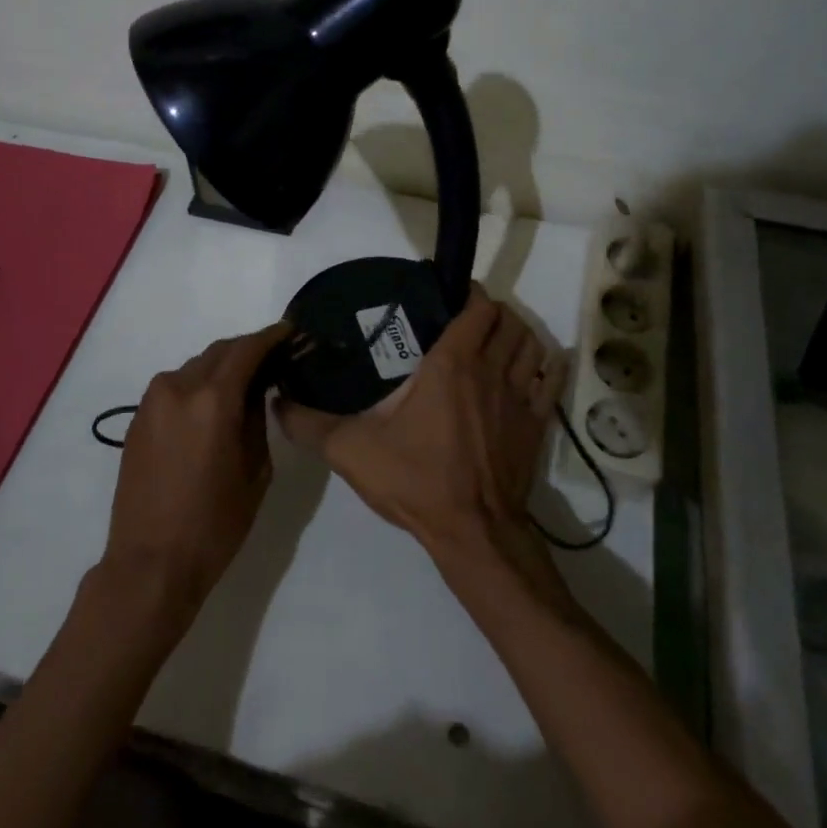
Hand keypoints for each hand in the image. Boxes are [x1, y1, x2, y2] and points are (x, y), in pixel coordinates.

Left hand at [103, 322, 291, 618]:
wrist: (150, 564)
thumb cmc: (214, 524)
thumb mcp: (255, 470)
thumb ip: (256, 418)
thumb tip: (257, 389)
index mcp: (212, 400)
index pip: (247, 349)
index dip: (271, 336)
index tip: (290, 331)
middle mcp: (178, 388)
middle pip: (219, 352)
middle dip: (247, 349)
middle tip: (273, 358)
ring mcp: (152, 402)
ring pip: (195, 367)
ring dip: (221, 367)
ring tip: (244, 383)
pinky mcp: (137, 419)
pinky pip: (175, 387)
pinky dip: (198, 385)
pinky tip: (212, 404)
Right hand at [279, 286, 565, 558]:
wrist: (473, 534)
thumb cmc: (416, 480)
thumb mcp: (352, 451)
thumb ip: (310, 423)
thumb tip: (277, 401)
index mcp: (452, 364)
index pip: (478, 307)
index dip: (468, 293)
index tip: (448, 295)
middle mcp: (491, 370)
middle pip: (508, 319)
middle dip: (491, 311)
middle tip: (465, 319)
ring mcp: (520, 397)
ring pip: (532, 344)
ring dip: (517, 334)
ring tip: (495, 340)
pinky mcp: (537, 425)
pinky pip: (549, 380)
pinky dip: (544, 366)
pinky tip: (530, 369)